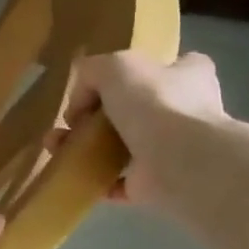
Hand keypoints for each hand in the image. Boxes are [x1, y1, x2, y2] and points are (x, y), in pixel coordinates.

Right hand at [70, 51, 227, 212]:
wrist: (179, 162)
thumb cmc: (155, 102)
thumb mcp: (115, 66)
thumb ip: (92, 71)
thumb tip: (80, 97)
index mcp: (190, 77)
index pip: (174, 65)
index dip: (144, 71)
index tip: (112, 82)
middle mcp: (189, 112)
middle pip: (143, 108)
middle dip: (104, 114)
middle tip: (72, 120)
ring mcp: (175, 150)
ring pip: (127, 145)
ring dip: (93, 147)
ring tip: (58, 146)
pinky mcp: (160, 183)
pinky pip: (122, 179)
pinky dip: (99, 178)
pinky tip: (74, 172)